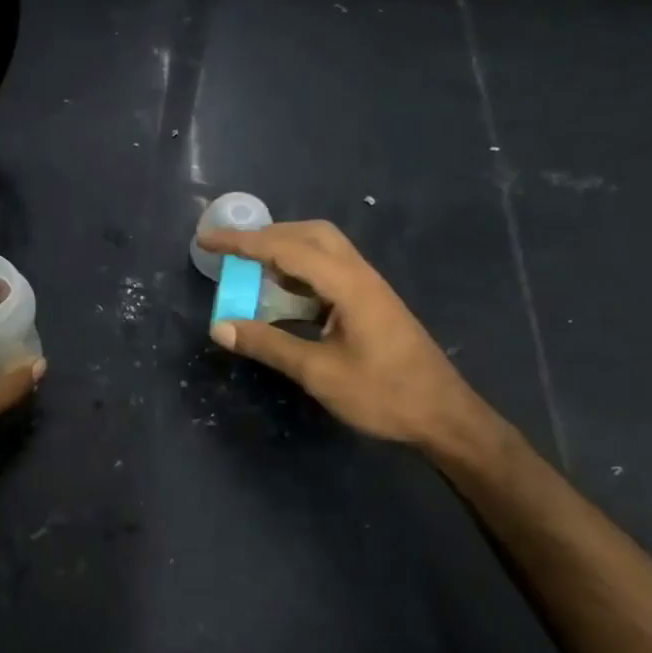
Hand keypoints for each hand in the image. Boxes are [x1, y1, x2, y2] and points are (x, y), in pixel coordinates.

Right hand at [197, 219, 489, 449]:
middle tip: (233, 253)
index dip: (242, 242)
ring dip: (283, 253)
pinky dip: (297, 274)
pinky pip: (328, 273)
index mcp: (349, 285)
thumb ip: (268, 344)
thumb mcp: (318, 373)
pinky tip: (281, 298)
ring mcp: (368, 289)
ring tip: (250, 271)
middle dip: (266, 236)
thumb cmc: (384, 395)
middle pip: (310, 235)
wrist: (444, 417)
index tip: (207, 240)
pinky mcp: (370, 305)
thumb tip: (219, 326)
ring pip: (322, 251)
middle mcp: (360, 276)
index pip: (286, 249)